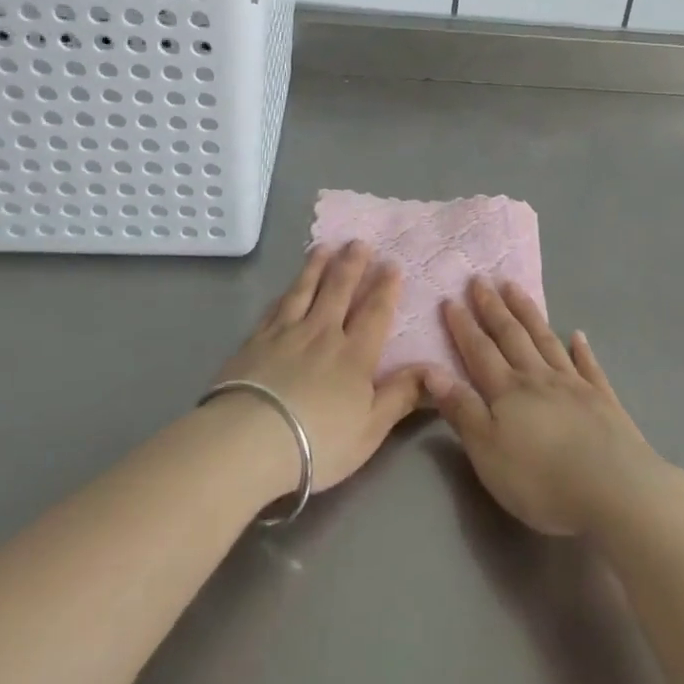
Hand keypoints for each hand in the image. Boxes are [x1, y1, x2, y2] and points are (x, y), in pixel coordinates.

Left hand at [211, 241, 426, 494]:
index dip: (385, 287)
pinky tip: (288, 286)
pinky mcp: (256, 340)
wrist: (250, 439)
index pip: (375, 313)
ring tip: (325, 247)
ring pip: (305, 291)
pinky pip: (276, 307)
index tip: (391, 263)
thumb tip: (433, 368)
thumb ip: (401, 396)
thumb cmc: (318, 441)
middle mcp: (323, 333)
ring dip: (317, 267)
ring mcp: (287, 333)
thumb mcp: (370, 429)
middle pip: (339, 291)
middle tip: (359, 242)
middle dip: (352, 265)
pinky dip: (286, 292)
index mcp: (355, 355)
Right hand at [426, 279, 671, 536]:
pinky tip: (579, 335)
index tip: (450, 299)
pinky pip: (589, 366)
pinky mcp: (604, 401)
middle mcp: (539, 378)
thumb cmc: (541, 479)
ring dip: (529, 314)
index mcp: (508, 391)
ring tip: (515, 289)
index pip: (479, 351)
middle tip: (481, 280)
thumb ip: (461, 410)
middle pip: (512, 336)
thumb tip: (431, 370)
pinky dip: (582, 349)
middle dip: (494, 308)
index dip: (463, 326)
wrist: (615, 489)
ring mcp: (575, 385)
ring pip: (546, 341)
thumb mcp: (487, 451)